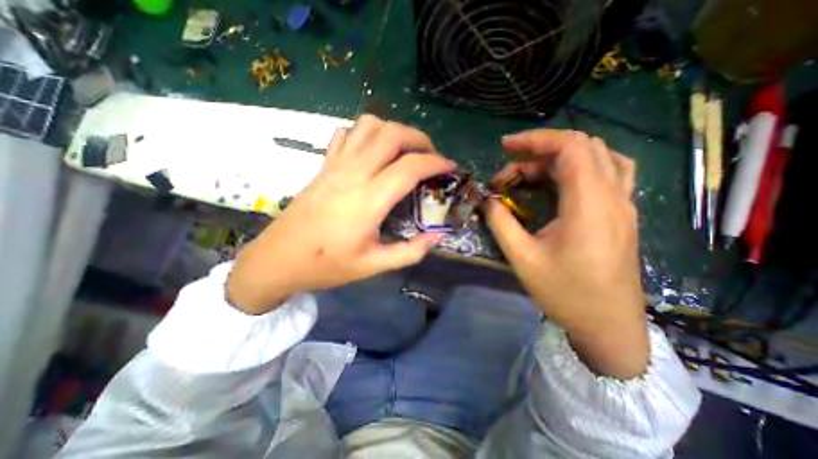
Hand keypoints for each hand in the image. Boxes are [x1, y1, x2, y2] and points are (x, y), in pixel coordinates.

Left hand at [225, 115, 456, 315]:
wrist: (278, 259)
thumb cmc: (327, 265)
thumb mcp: (373, 266)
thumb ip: (410, 251)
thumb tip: (438, 236)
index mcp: (369, 200)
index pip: (410, 167)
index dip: (436, 162)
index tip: (450, 167)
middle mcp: (353, 174)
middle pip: (392, 134)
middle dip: (419, 138)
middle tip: (431, 155)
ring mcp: (335, 165)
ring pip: (369, 126)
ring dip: (394, 131)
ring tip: (405, 150)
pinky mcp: (323, 165)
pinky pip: (347, 134)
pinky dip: (366, 133)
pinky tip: (373, 151)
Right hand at [481, 129, 649, 380]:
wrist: (609, 325)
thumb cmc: (565, 293)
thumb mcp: (522, 258)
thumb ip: (501, 222)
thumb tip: (486, 200)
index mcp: (589, 205)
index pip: (570, 147)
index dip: (535, 139)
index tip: (505, 146)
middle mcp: (613, 196)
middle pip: (584, 146)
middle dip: (542, 147)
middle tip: (511, 163)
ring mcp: (623, 204)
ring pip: (599, 156)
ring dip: (561, 155)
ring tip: (531, 171)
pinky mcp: (622, 214)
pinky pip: (609, 172)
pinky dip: (582, 165)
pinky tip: (562, 179)